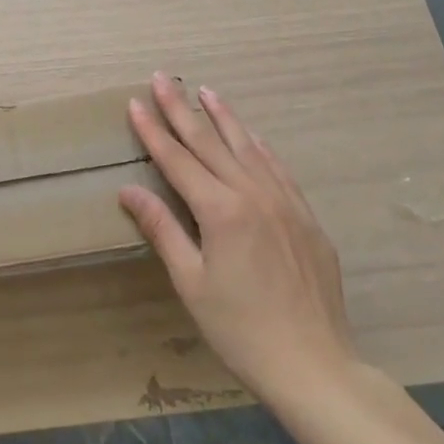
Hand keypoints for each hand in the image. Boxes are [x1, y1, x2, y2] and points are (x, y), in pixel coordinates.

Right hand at [120, 73, 356, 401]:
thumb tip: (128, 190)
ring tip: (204, 91)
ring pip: (247, 147)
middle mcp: (252, 195)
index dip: (153, 130)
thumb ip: (162, 229)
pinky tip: (250, 135)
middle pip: (209, 143)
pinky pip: (278, 169)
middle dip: (181, 109)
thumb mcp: (191, 283)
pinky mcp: (306, 217)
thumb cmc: (241, 330)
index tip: (136, 102)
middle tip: (162, 78)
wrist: (315, 366)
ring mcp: (284, 203)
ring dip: (223, 117)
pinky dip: (259, 146)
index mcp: (220, 211)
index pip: (177, 159)